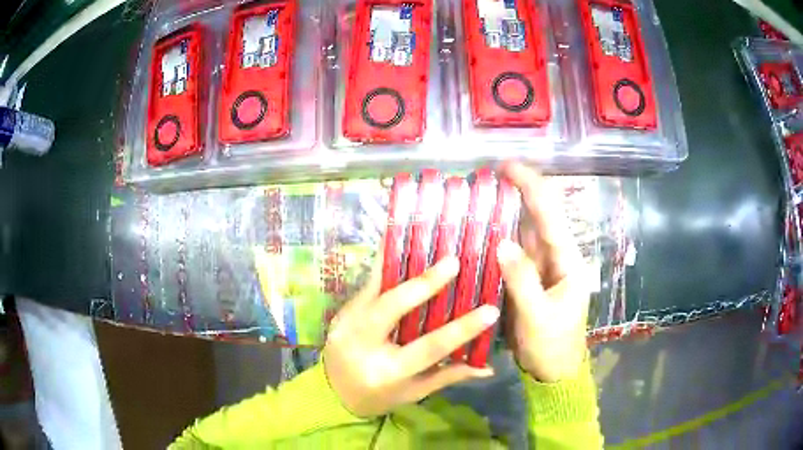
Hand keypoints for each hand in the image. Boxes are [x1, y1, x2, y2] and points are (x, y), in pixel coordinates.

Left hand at [323, 257, 499, 417]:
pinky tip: (398, 245)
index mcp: (387, 371)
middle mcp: (364, 344)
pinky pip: (366, 285)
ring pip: (376, 289)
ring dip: (402, 264)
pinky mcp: (341, 311)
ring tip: (426, 242)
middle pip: (393, 307)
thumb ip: (448, 375)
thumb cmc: (379, 396)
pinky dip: (384, 266)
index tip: (491, 310)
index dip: (462, 329)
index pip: (430, 347)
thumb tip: (488, 366)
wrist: (333, 393)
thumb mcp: (414, 392)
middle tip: (453, 262)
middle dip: (424, 283)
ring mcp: (347, 324)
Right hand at [498, 162, 590, 382]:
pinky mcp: (527, 279)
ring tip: (475, 199)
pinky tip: (478, 233)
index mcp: (567, 260)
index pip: (550, 213)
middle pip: (537, 216)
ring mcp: (540, 267)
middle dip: (514, 193)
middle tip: (481, 181)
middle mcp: (555, 256)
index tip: (504, 167)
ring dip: (502, 214)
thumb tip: (502, 242)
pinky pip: (512, 253)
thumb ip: (522, 280)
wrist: (553, 370)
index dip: (530, 185)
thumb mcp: (538, 316)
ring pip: (522, 232)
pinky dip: (497, 239)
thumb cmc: (552, 345)